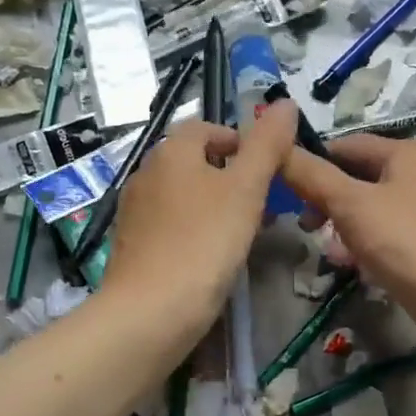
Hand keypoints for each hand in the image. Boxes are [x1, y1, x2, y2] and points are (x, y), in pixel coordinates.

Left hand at [102, 103, 297, 324]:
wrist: (150, 312)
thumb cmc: (204, 242)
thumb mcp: (246, 189)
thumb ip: (267, 145)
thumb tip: (285, 103)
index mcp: (171, 151)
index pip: (207, 128)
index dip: (240, 142)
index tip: (267, 170)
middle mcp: (145, 173)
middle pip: (194, 161)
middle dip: (230, 177)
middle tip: (261, 205)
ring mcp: (133, 211)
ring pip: (182, 195)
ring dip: (213, 205)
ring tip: (241, 234)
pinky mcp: (130, 246)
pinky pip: (169, 225)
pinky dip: (193, 230)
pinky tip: (210, 258)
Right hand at [278, 134, 415, 346]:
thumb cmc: (407, 242)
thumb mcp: (351, 205)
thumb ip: (312, 176)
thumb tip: (277, 147)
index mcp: (405, 154)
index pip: (346, 145)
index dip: (312, 161)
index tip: (282, 186)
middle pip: (357, 178)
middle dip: (326, 200)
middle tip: (304, 225)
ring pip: (369, 211)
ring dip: (342, 227)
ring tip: (325, 251)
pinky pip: (384, 237)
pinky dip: (363, 247)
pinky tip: (350, 267)